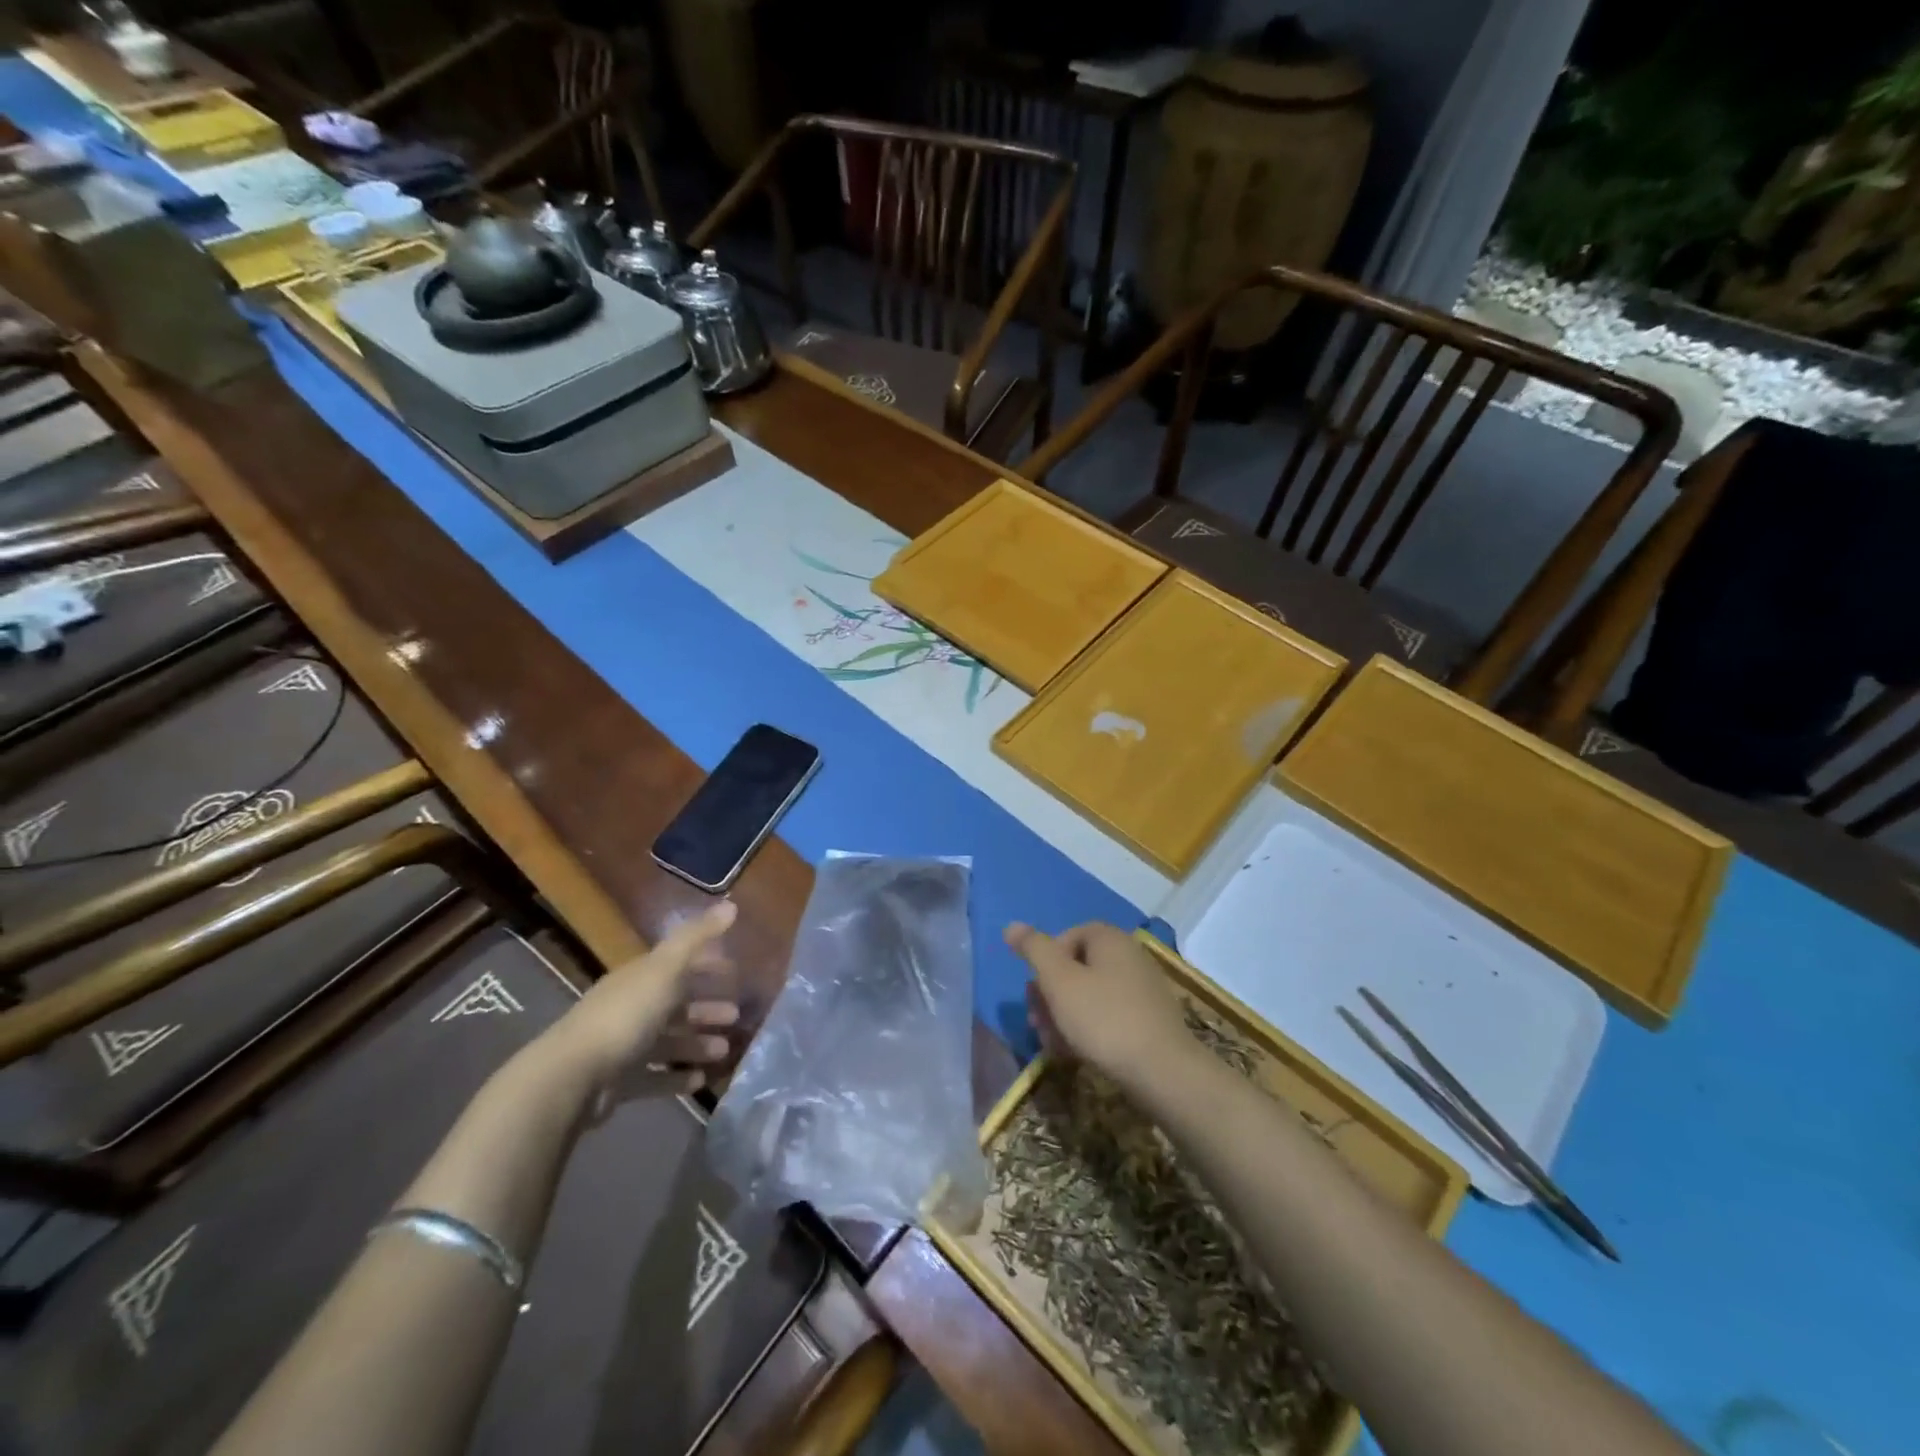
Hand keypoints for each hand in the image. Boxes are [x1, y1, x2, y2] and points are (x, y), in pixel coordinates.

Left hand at [544, 901, 741, 1110]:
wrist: (573, 1077)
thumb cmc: (626, 1015)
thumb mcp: (666, 968)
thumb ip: (697, 937)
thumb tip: (732, 904)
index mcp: (640, 977)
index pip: (677, 964)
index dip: (706, 965)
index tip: (736, 972)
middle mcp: (630, 1007)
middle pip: (675, 1004)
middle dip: (707, 1008)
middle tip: (737, 1015)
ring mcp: (623, 1046)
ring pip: (668, 1041)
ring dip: (697, 1043)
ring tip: (725, 1050)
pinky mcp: (618, 1082)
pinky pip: (654, 1077)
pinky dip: (677, 1077)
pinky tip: (700, 1080)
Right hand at [1004, 922, 1194, 1093]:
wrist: (1163, 1071)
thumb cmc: (1103, 1018)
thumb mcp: (1058, 980)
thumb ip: (1034, 949)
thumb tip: (1011, 925)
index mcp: (1110, 939)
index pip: (1067, 936)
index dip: (1045, 962)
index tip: (1035, 991)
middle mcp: (1129, 956)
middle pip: (1077, 967)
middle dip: (1050, 994)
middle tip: (1036, 1022)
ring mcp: (1143, 989)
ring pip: (1090, 995)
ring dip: (1064, 1016)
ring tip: (1052, 1044)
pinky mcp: (1149, 1021)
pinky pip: (1109, 1016)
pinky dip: (1088, 1030)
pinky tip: (1075, 1055)